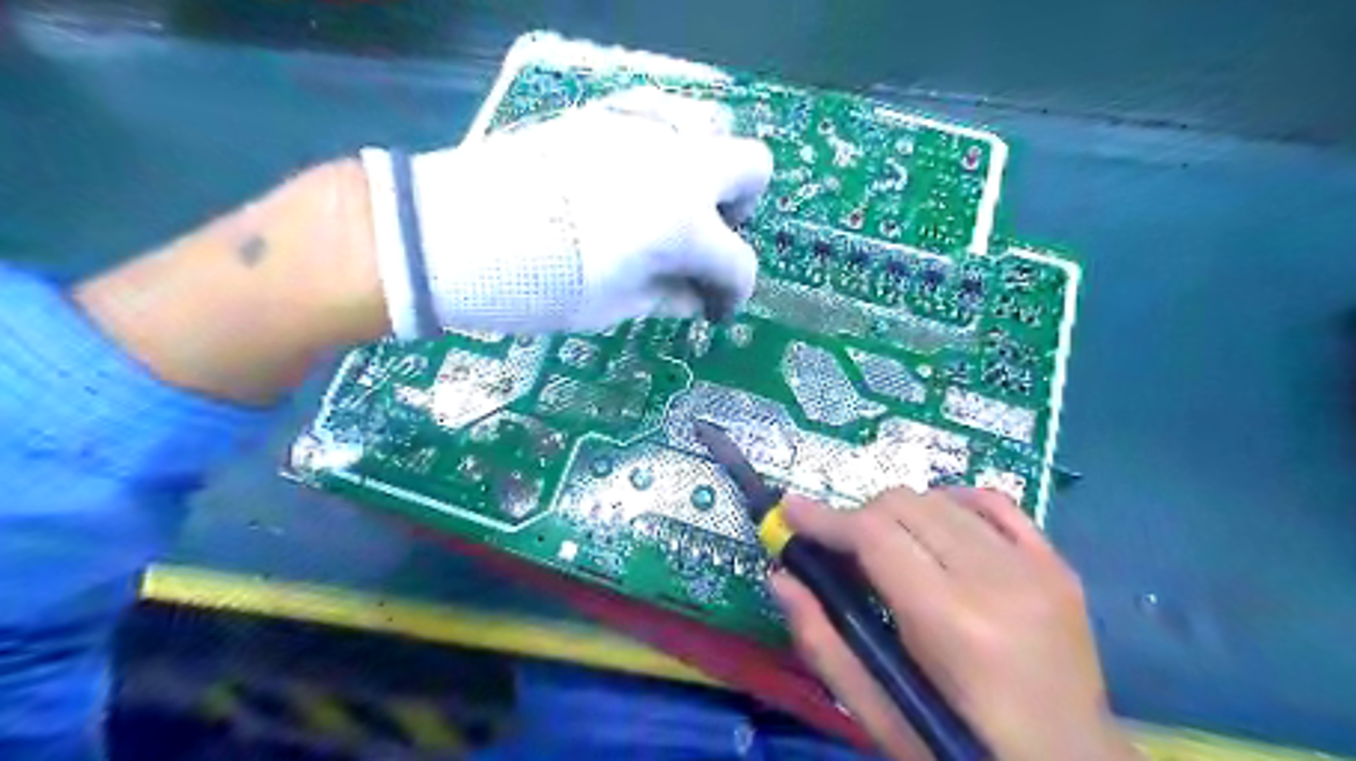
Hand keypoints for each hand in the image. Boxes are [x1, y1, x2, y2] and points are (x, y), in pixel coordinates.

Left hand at [359, 86, 771, 336]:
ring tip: (672, 203)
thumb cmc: (542, 285)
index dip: (732, 293)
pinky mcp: (605, 114)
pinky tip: (637, 174)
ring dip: (708, 168)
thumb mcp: (615, 306)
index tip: (713, 307)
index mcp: (684, 225)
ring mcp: (643, 130)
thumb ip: (668, 296)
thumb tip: (696, 298)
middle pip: (753, 168)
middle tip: (705, 238)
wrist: (458, 234)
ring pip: (713, 126)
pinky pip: (660, 114)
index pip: (738, 263)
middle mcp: (679, 166)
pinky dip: (667, 145)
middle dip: (740, 208)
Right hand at [767, 488, 1136, 760]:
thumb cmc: (962, 750)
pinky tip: (938, 528)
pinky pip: (993, 501)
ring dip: (900, 514)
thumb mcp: (882, 716)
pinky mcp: (1056, 565)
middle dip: (858, 519)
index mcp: (952, 623)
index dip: (825, 518)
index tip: (790, 511)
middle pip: (904, 505)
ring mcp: (1035, 567)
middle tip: (842, 552)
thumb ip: (824, 643)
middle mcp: (997, 580)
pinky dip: (953, 503)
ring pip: (941, 498)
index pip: (874, 535)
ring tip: (890, 550)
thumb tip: (780, 577)